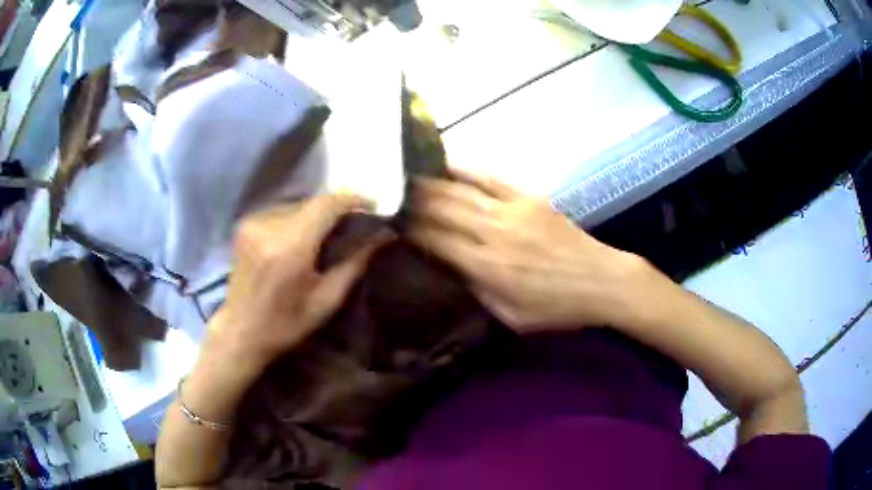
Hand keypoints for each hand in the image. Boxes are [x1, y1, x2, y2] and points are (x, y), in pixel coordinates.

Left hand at [207, 194, 387, 372]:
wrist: (240, 332)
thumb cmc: (286, 324)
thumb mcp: (327, 300)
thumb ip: (355, 263)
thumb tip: (383, 235)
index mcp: (290, 246)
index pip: (326, 204)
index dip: (353, 199)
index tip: (372, 207)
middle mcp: (268, 225)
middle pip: (312, 202)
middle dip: (336, 209)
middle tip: (353, 225)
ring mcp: (253, 222)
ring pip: (297, 205)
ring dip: (316, 214)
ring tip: (328, 234)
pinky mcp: (244, 225)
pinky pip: (281, 212)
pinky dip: (297, 219)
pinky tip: (302, 238)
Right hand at [410, 169, 643, 332]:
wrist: (602, 281)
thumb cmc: (556, 307)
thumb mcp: (511, 316)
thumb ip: (476, 290)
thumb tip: (447, 266)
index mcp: (488, 267)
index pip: (436, 241)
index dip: (409, 229)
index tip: (390, 221)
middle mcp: (494, 233)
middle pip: (442, 210)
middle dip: (412, 201)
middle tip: (389, 193)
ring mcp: (512, 210)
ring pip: (461, 191)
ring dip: (430, 183)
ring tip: (406, 177)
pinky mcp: (529, 198)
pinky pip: (491, 177)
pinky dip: (466, 169)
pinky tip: (446, 163)